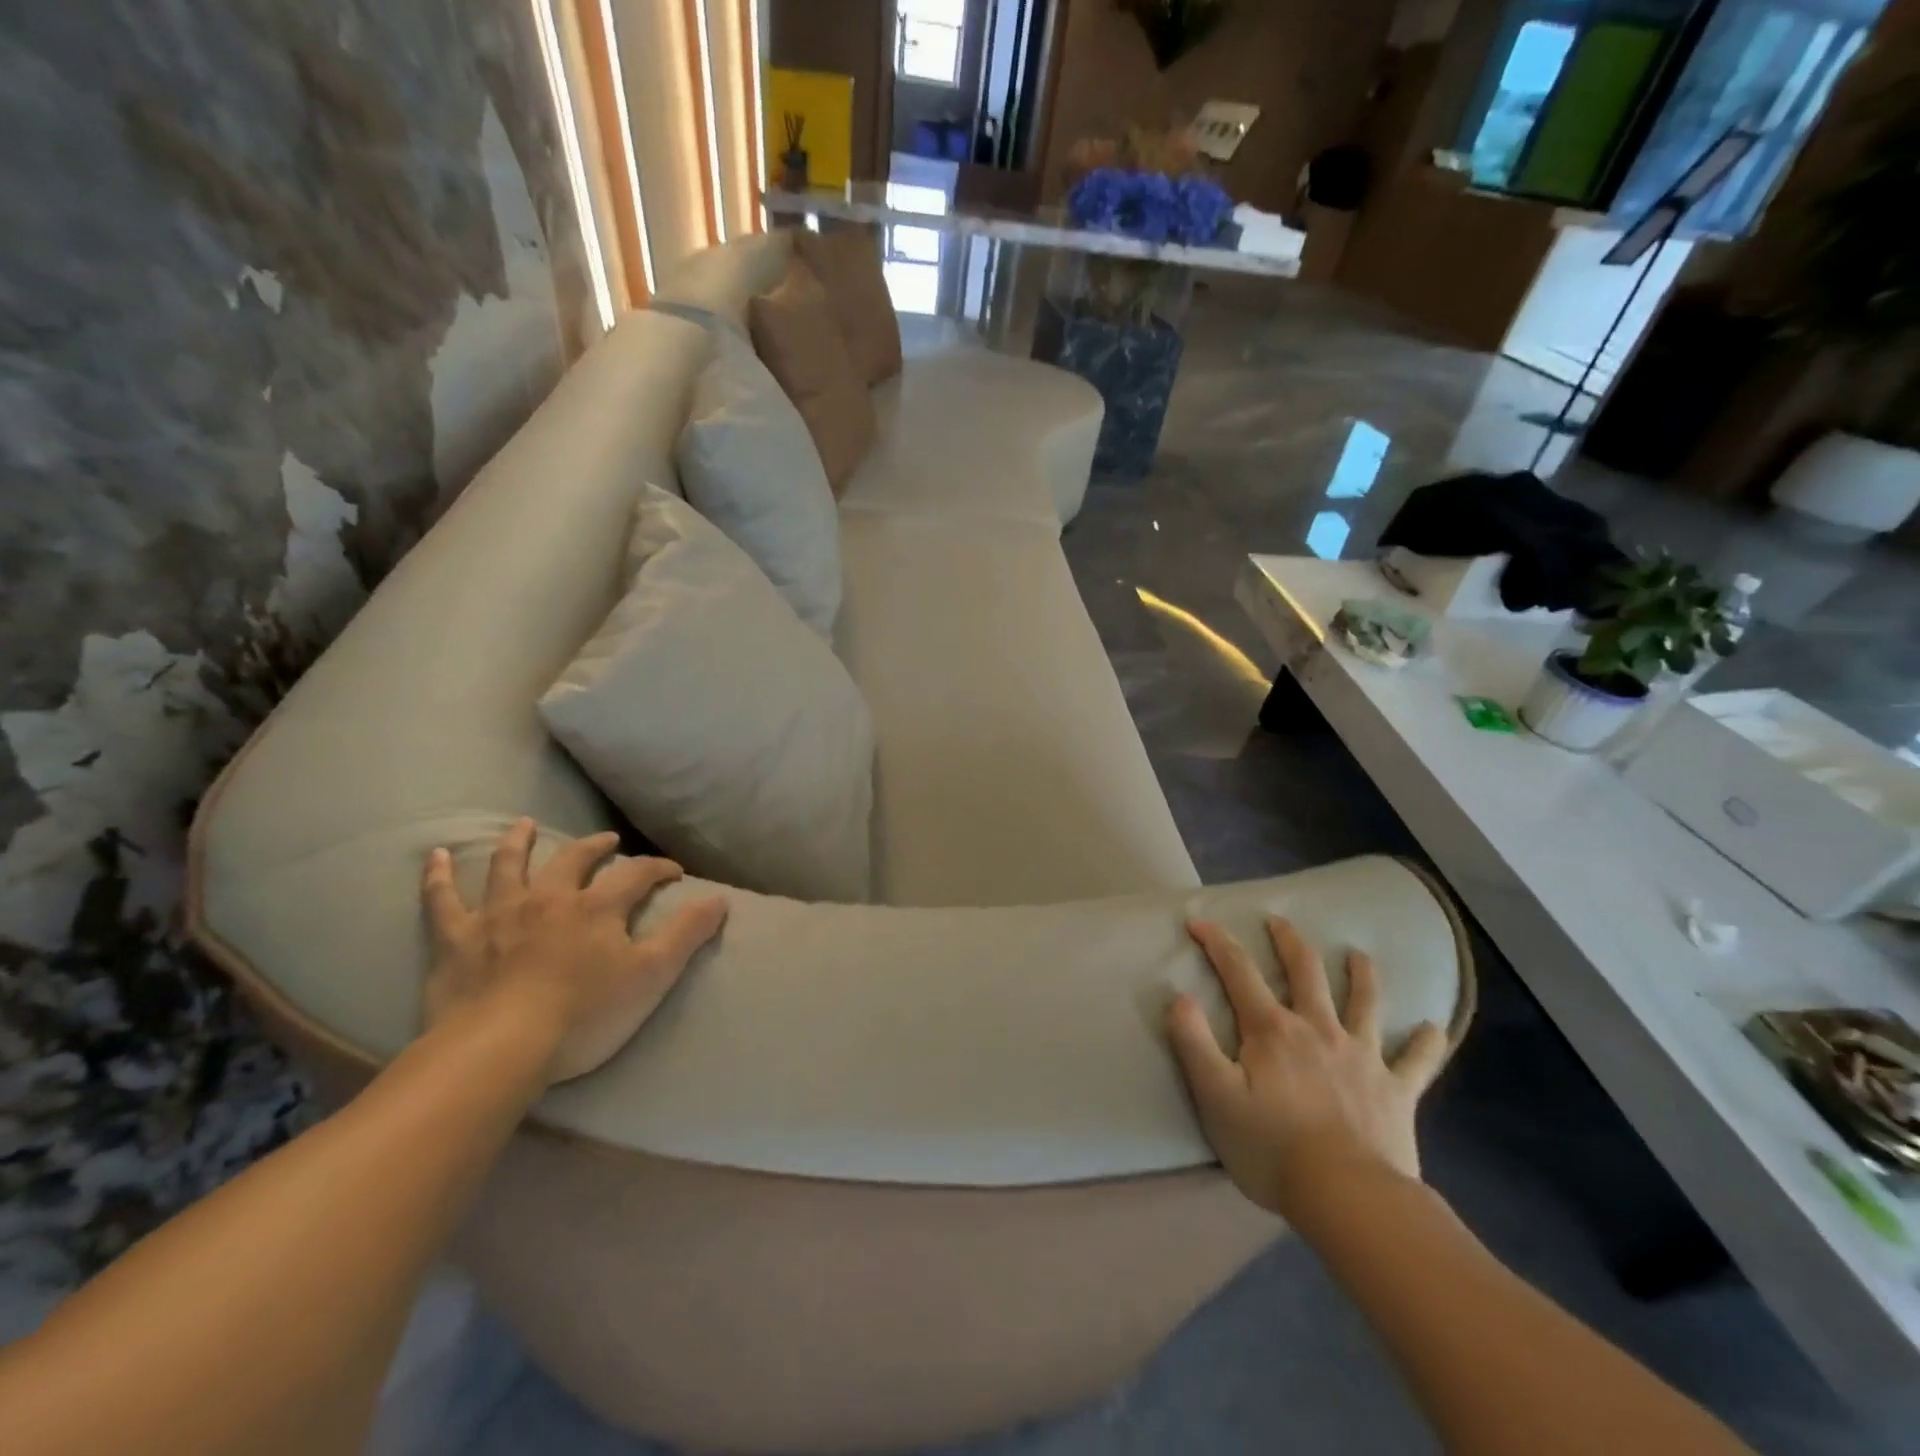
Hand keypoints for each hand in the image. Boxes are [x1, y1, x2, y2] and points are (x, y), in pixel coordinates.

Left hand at [421, 818, 728, 1082]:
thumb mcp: (652, 976)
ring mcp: (498, 915)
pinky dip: (438, 877)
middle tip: (607, 841)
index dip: (658, 868)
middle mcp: (549, 899)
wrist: (499, 1049)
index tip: (674, 872)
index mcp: (597, 908)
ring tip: (524, 824)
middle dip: (595, 847)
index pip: (636, 874)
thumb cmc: (584, 1015)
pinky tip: (435, 856)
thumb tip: (720, 899)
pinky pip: (442, 901)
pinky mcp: (456, 940)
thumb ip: (687, 934)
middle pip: (574, 859)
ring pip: (509, 866)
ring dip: (519, 842)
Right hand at [1166, 916, 1447, 1220]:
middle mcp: (1318, 1029)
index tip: (1198, 922)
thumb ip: (1193, 1042)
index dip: (1216, 942)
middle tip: (1279, 921)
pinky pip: (1416, 1061)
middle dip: (1288, 941)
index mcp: (1272, 1029)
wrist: (1348, 1196)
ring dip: (1361, 974)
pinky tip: (1433, 1028)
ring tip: (1358, 955)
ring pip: (1364, 1002)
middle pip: (1305, 971)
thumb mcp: (1214, 1096)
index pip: (1238, 971)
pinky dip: (1425, 1043)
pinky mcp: (1396, 1090)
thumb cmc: (1271, 1147)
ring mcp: (1362, 1057)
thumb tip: (1179, 997)